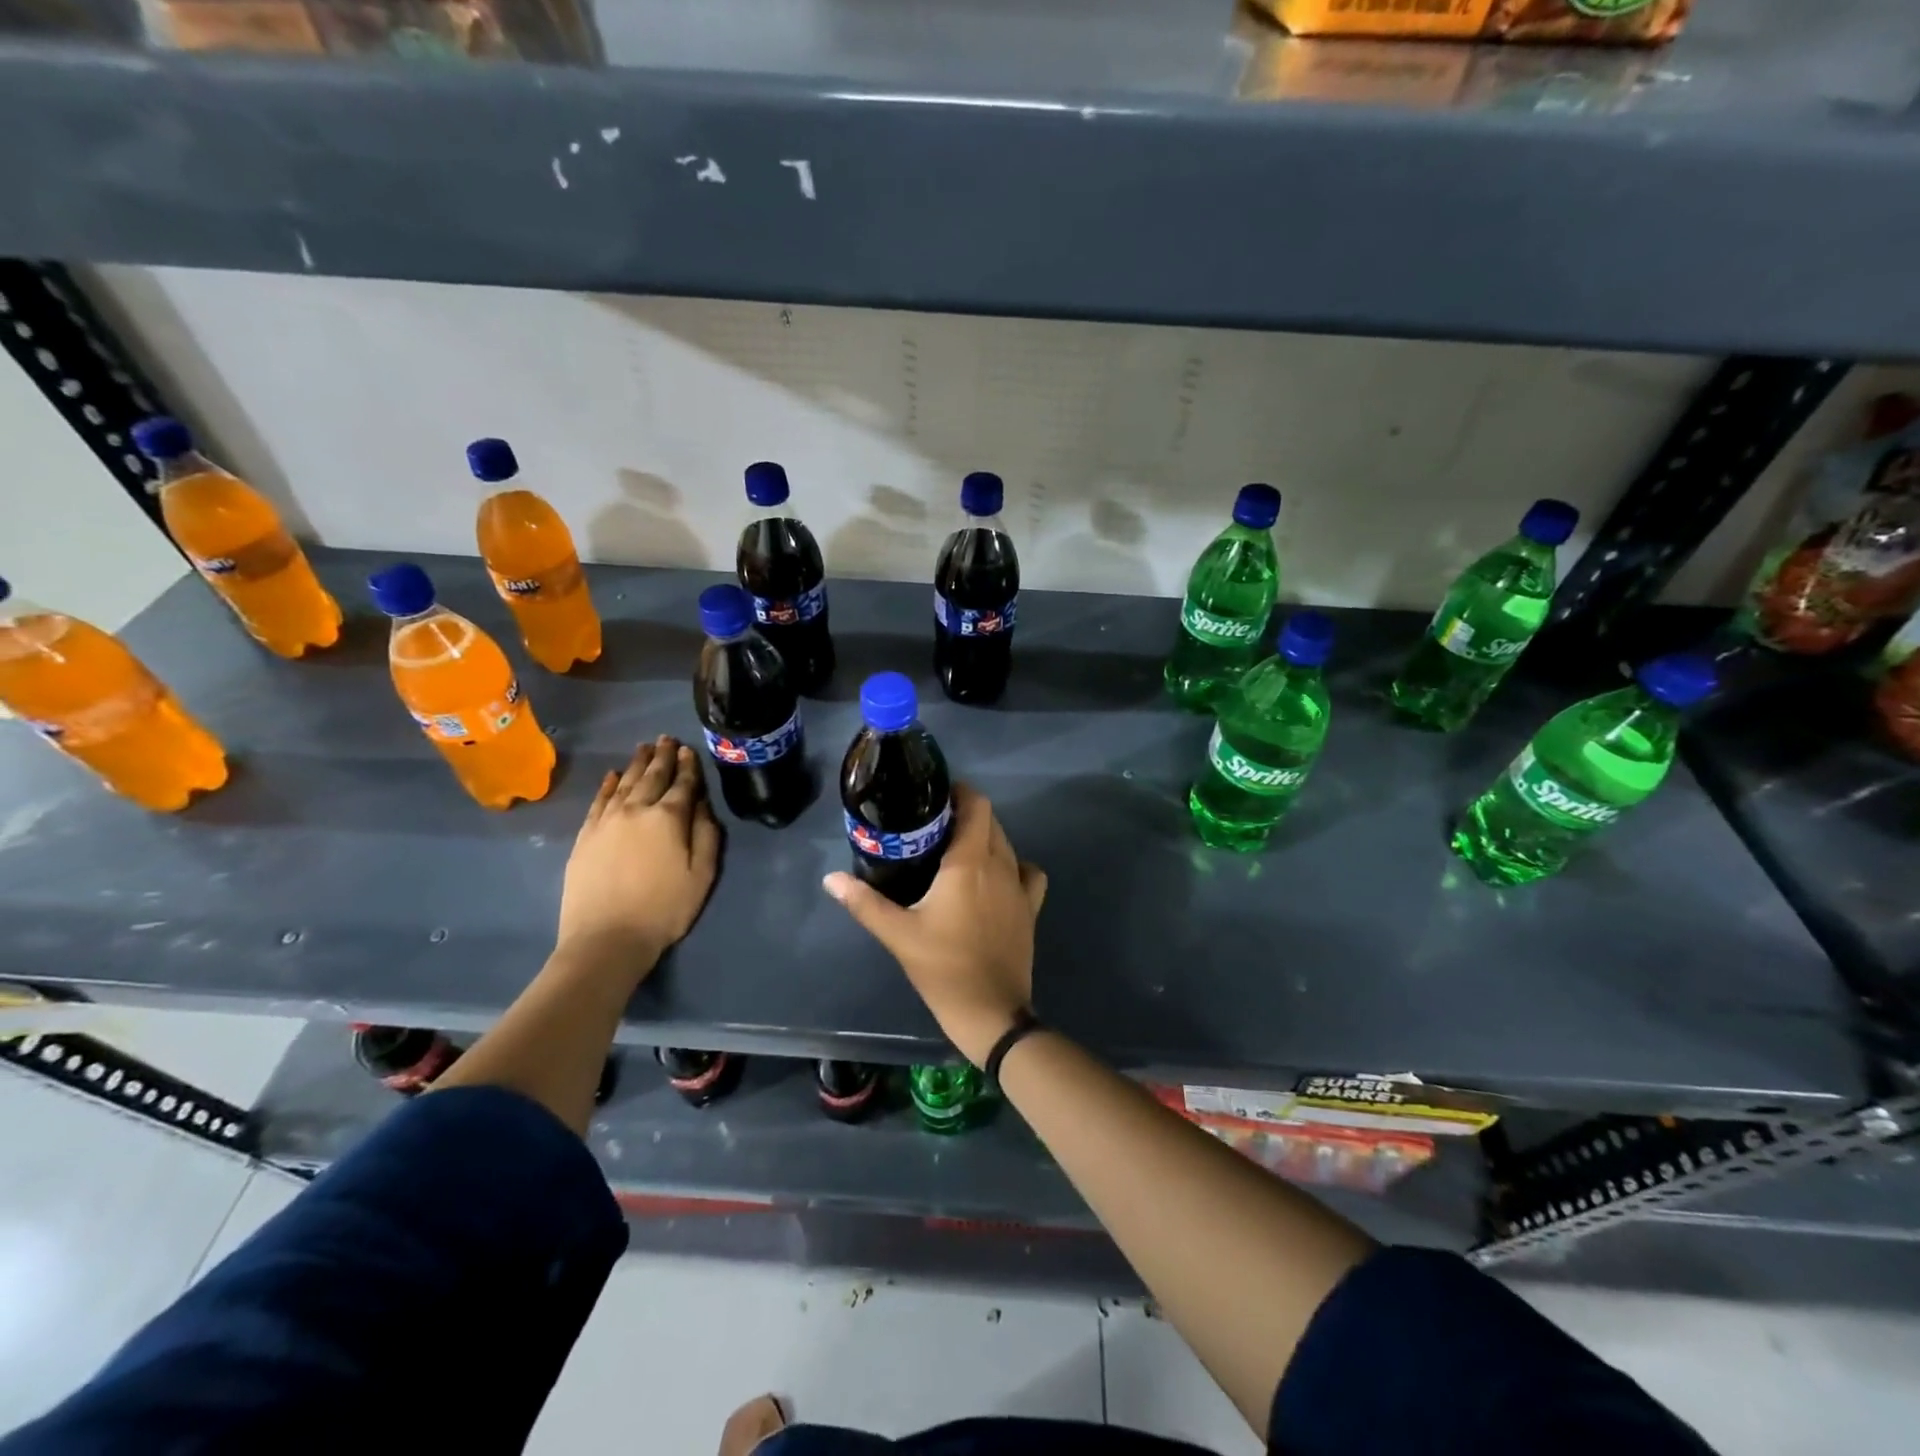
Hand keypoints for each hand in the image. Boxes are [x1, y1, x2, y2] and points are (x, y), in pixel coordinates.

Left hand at [556, 736, 720, 975]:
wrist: (606, 938)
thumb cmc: (664, 909)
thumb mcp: (702, 875)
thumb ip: (706, 834)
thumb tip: (701, 804)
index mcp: (669, 818)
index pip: (683, 784)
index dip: (688, 765)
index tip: (689, 749)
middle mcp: (637, 810)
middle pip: (653, 776)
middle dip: (663, 756)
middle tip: (667, 738)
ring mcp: (607, 821)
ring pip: (625, 782)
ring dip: (637, 763)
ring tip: (645, 748)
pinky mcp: (586, 835)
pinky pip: (599, 800)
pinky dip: (608, 785)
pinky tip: (613, 775)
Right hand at [823, 783, 1045, 1064]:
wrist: (990, 1011)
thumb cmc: (942, 967)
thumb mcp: (898, 934)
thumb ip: (863, 902)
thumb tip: (830, 879)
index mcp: (970, 862)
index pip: (976, 806)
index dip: (960, 793)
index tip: (935, 796)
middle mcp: (1001, 865)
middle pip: (991, 821)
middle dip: (967, 815)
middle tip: (935, 825)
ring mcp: (1020, 887)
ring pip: (1008, 844)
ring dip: (987, 837)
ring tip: (958, 849)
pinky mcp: (1030, 909)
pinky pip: (1028, 873)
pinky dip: (1014, 865)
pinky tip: (995, 878)